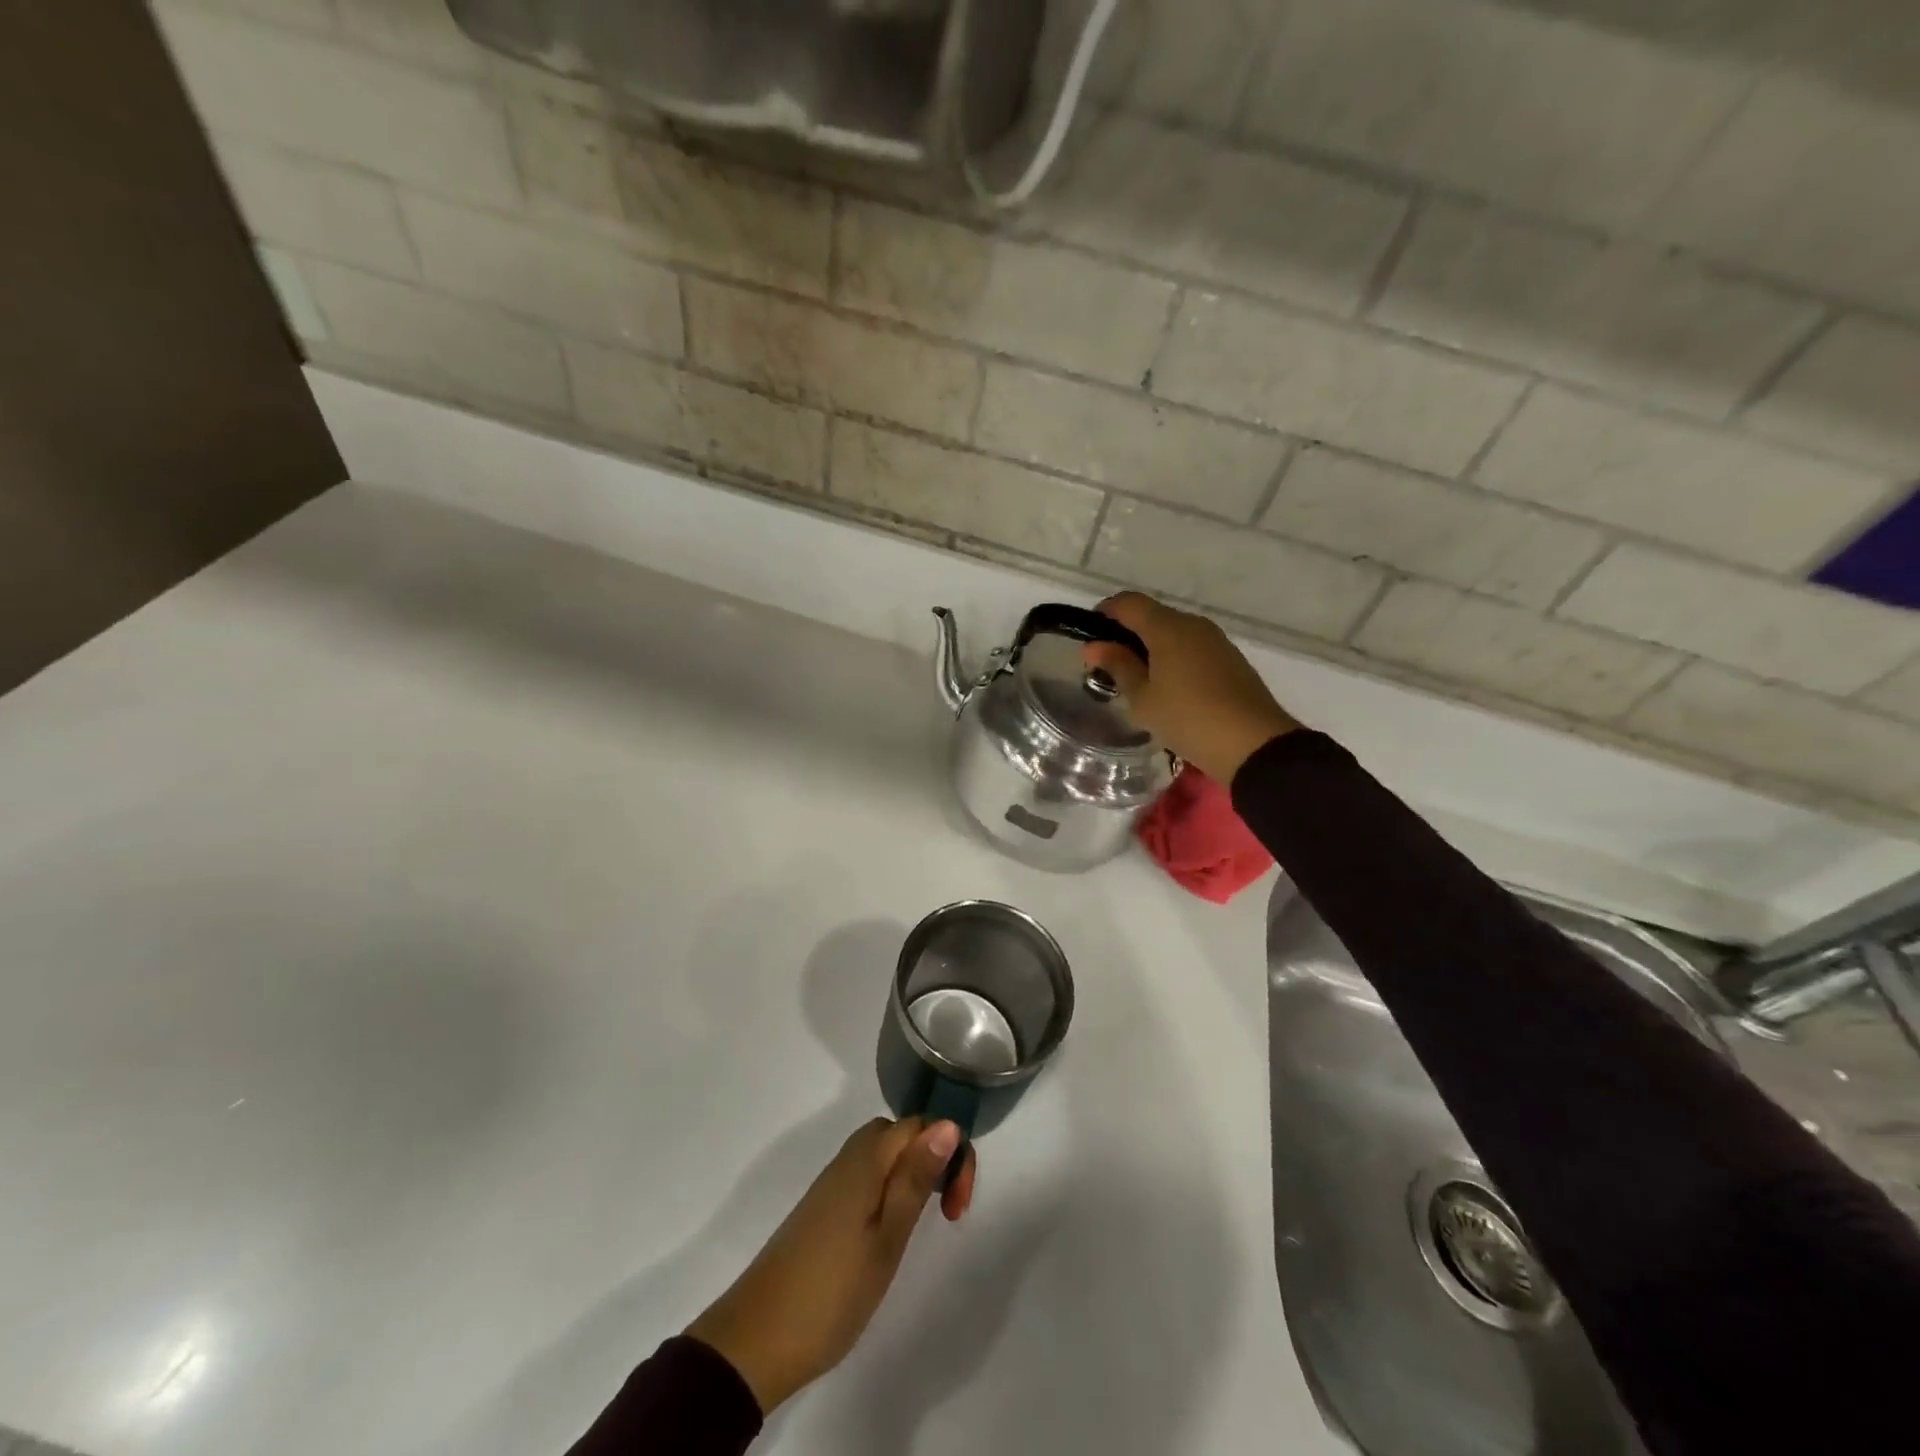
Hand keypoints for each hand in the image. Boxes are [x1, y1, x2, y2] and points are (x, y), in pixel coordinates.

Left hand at [685, 1118, 975, 1412]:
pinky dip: (890, 1189)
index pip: (920, 1124)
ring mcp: (832, 1183)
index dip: (950, 1151)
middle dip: (933, 1158)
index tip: (957, 1204)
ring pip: (883, 1154)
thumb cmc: (832, 1292)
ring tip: (924, 1222)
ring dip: (913, 1174)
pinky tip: (890, 1230)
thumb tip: (948, 1124)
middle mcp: (848, 1159)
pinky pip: (867, 1176)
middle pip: (901, 1133)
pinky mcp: (822, 1208)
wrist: (755, 1340)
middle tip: (946, 1212)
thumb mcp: (886, 1239)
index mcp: (866, 1159)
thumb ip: (916, 1179)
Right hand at [1084, 592, 1300, 783]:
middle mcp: (1193, 624)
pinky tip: (1168, 688)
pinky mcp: (1230, 659)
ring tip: (1138, 681)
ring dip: (1151, 648)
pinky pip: (1192, 648)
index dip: (1105, 613)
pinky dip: (1173, 658)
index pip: (1128, 603)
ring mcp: (1216, 641)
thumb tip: (1094, 646)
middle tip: (1110, 666)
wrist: (1253, 744)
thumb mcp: (1143, 698)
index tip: (1090, 637)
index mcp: (1167, 627)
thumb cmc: (1188, 718)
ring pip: (1174, 633)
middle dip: (1127, 634)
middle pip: (1152, 616)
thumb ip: (1118, 667)